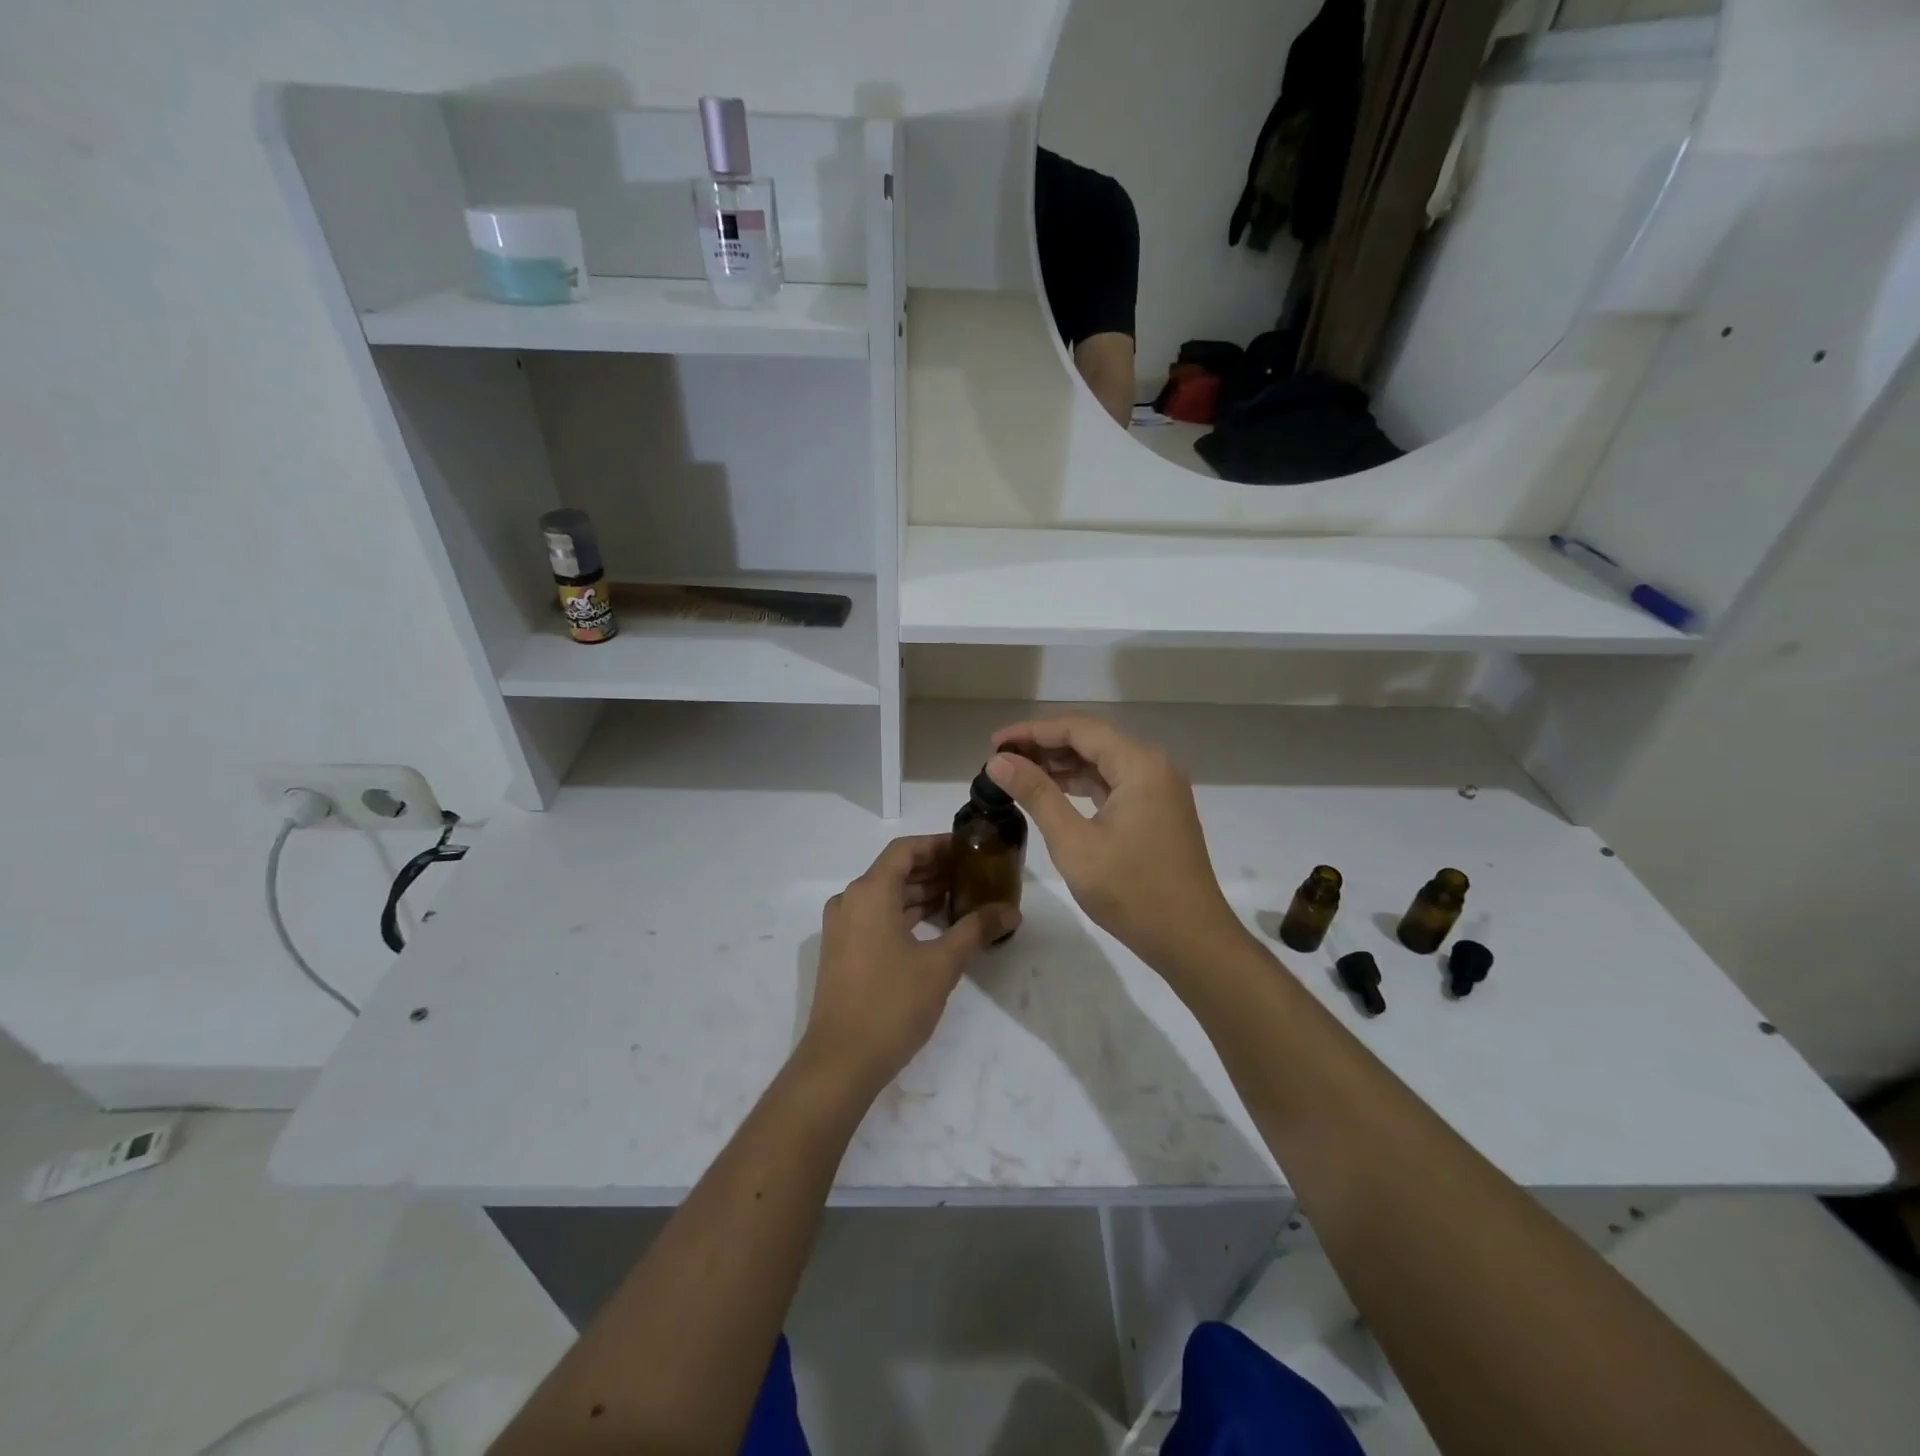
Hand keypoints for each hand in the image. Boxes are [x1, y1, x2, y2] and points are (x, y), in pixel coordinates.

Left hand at [800, 835, 1019, 1096]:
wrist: (840, 1062)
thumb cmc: (891, 1004)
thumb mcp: (941, 964)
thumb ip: (976, 930)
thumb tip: (1010, 911)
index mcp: (869, 892)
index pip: (905, 849)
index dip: (938, 845)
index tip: (969, 849)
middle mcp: (850, 901)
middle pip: (895, 870)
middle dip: (933, 869)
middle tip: (973, 874)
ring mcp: (842, 927)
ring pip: (885, 896)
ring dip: (920, 893)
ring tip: (960, 898)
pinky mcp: (842, 951)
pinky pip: (876, 917)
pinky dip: (904, 914)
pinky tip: (934, 927)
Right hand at [987, 716, 1244, 976]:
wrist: (1190, 940)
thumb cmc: (1131, 891)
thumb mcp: (1074, 843)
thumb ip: (1036, 794)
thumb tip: (998, 761)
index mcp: (1139, 765)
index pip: (1078, 728)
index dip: (1032, 731)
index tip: (994, 743)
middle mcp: (1153, 766)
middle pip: (1091, 740)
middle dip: (1044, 746)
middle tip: (1000, 760)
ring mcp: (1158, 789)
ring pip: (1102, 762)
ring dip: (1061, 765)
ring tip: (1017, 774)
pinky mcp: (1157, 810)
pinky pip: (1113, 783)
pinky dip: (1081, 785)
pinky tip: (1052, 793)